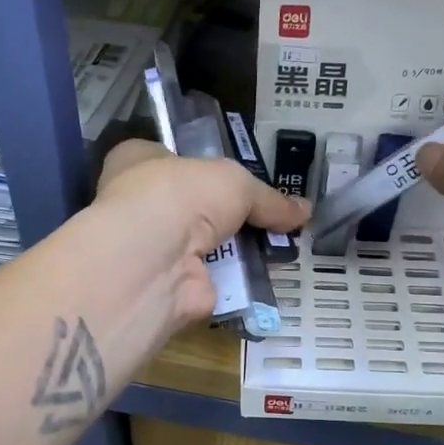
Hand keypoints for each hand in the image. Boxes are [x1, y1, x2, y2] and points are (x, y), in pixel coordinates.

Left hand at [94, 140, 308, 325]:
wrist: (155, 261)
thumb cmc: (180, 196)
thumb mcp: (235, 182)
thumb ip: (268, 198)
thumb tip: (305, 211)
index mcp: (139, 161)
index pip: (172, 157)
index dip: (206, 166)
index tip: (243, 175)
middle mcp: (142, 205)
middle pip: (195, 206)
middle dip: (231, 213)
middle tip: (275, 216)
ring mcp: (156, 250)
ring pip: (207, 245)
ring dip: (240, 249)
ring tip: (285, 245)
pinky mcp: (174, 286)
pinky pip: (217, 279)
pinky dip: (242, 280)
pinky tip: (272, 275)